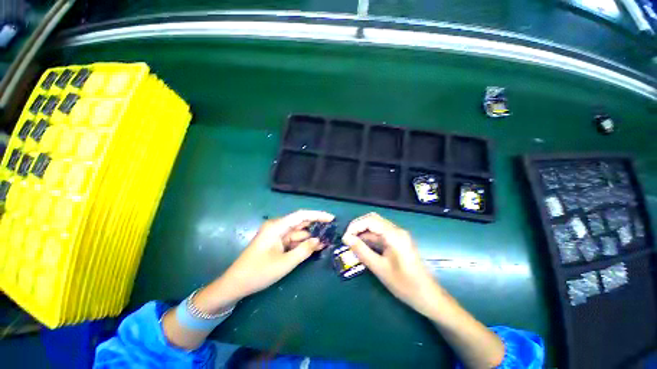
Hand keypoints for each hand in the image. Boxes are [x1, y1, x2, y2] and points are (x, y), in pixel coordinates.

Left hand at [196, 210, 334, 312]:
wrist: (236, 284)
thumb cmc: (259, 272)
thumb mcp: (285, 263)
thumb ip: (304, 250)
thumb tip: (319, 241)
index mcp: (277, 226)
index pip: (301, 215)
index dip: (317, 215)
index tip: (331, 218)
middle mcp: (277, 227)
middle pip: (301, 223)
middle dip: (316, 227)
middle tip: (332, 231)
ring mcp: (277, 235)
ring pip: (298, 233)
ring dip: (310, 237)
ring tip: (326, 241)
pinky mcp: (277, 242)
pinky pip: (293, 240)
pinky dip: (303, 244)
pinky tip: (315, 247)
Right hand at [342, 213, 442, 317]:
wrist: (428, 296)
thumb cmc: (404, 284)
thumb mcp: (379, 268)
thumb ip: (361, 251)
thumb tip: (346, 238)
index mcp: (394, 235)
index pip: (370, 220)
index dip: (355, 226)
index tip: (345, 237)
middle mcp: (396, 230)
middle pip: (373, 219)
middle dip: (358, 226)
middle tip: (347, 238)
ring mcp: (398, 235)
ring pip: (376, 226)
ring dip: (363, 232)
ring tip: (351, 243)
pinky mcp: (397, 241)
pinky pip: (380, 234)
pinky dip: (369, 237)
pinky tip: (362, 246)